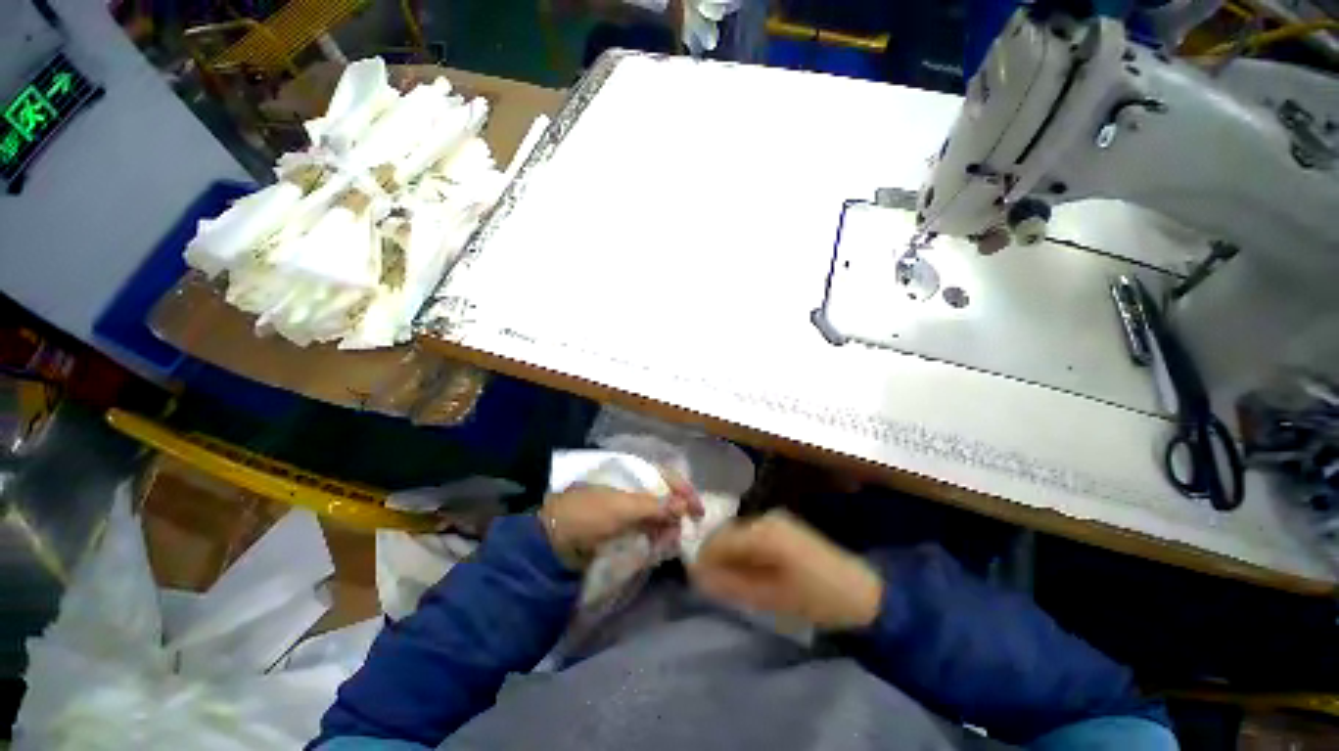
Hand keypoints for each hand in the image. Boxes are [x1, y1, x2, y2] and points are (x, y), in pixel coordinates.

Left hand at [539, 473, 702, 569]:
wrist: (555, 539)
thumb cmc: (589, 515)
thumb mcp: (622, 509)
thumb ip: (654, 506)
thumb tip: (683, 505)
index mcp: (633, 473)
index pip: (667, 476)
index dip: (685, 491)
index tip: (698, 512)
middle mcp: (634, 486)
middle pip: (666, 495)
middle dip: (677, 513)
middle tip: (680, 534)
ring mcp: (628, 505)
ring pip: (658, 512)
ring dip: (667, 527)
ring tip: (667, 545)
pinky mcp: (623, 523)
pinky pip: (647, 526)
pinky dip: (655, 535)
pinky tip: (658, 546)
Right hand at [689, 510, 882, 629]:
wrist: (862, 592)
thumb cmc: (817, 598)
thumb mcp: (771, 597)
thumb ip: (732, 586)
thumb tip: (698, 578)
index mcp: (763, 532)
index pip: (719, 539)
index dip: (704, 559)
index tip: (696, 581)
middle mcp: (766, 518)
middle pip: (727, 533)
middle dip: (716, 558)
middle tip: (713, 586)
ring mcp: (775, 520)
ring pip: (738, 534)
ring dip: (730, 556)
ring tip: (730, 583)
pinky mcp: (782, 526)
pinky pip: (751, 536)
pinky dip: (744, 553)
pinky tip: (749, 572)